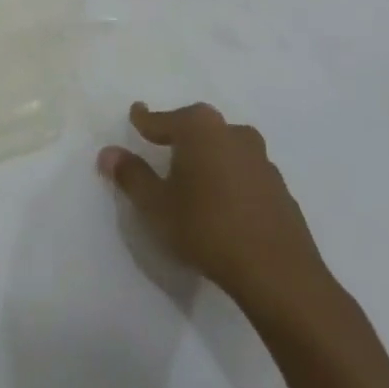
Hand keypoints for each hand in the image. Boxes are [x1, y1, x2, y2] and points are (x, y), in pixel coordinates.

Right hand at [98, 102, 339, 323]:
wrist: (278, 274)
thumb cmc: (206, 228)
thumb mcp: (156, 204)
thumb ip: (131, 175)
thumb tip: (108, 152)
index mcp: (200, 129)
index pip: (163, 118)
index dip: (145, 119)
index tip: (136, 114)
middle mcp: (232, 134)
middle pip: (198, 125)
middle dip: (180, 132)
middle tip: (162, 145)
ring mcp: (261, 160)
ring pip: (225, 147)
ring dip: (207, 155)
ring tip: (192, 175)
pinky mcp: (280, 188)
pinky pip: (244, 172)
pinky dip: (229, 177)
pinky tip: (221, 201)